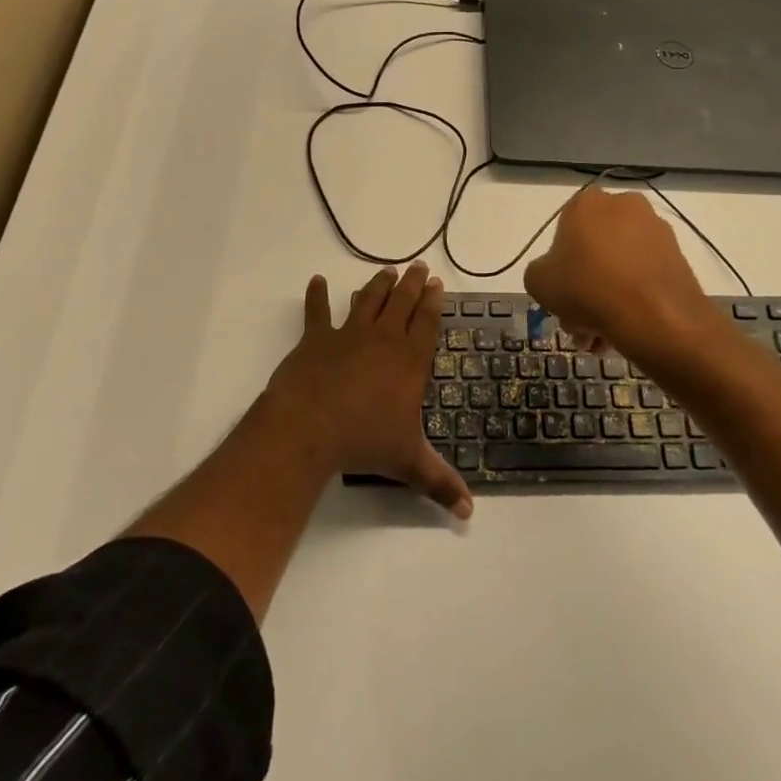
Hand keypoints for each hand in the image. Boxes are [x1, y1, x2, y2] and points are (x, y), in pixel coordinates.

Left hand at [262, 263, 473, 518]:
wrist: (310, 428)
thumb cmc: (364, 441)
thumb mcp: (408, 463)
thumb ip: (440, 483)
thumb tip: (470, 513)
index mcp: (408, 360)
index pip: (426, 323)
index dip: (433, 302)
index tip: (437, 283)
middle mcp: (383, 339)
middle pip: (401, 303)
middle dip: (412, 284)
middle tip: (418, 267)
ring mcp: (348, 334)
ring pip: (368, 300)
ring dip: (378, 285)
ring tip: (386, 271)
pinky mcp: (316, 338)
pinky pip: (316, 311)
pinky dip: (316, 296)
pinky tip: (315, 281)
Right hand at [524, 188, 722, 362]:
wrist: (655, 314)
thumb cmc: (587, 288)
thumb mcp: (538, 282)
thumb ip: (540, 271)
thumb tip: (556, 275)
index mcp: (587, 203)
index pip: (563, 231)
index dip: (559, 266)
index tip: (560, 295)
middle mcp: (623, 206)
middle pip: (593, 251)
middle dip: (583, 289)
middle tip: (579, 324)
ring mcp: (655, 229)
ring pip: (619, 267)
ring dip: (607, 299)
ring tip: (602, 338)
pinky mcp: (677, 254)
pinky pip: (644, 276)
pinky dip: (633, 298)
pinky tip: (624, 329)